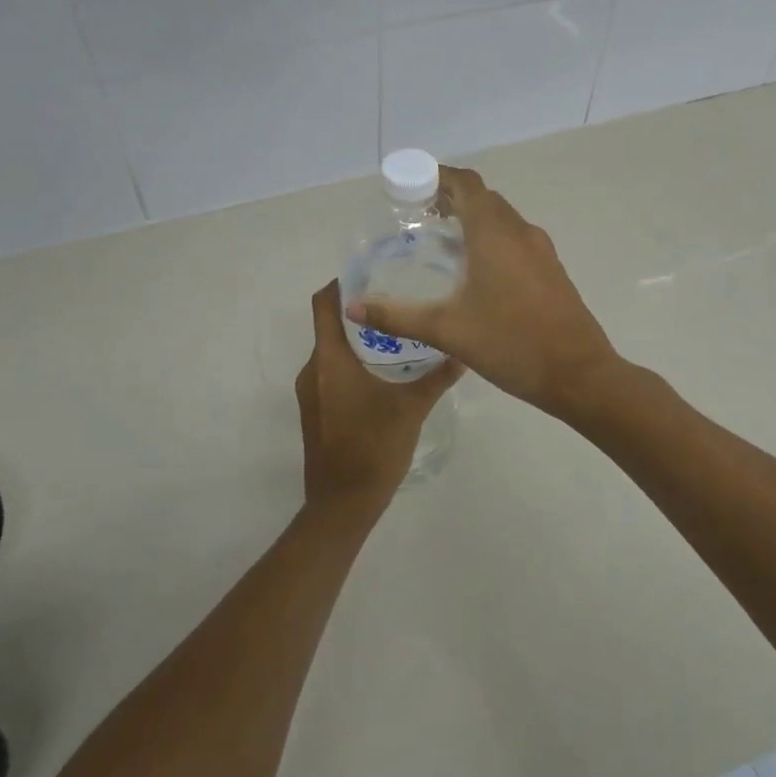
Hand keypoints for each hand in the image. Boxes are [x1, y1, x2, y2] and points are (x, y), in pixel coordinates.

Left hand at [297, 281, 459, 515]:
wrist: (342, 504)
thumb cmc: (373, 448)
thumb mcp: (411, 408)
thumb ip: (437, 377)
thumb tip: (464, 351)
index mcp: (328, 360)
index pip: (323, 304)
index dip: (341, 283)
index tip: (371, 272)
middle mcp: (312, 369)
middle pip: (329, 326)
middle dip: (360, 312)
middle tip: (397, 299)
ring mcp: (310, 392)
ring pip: (332, 351)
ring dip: (358, 340)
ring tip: (397, 333)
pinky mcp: (315, 411)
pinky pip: (331, 373)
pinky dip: (352, 363)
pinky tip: (384, 371)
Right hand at [343, 166, 619, 419]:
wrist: (579, 375)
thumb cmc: (511, 344)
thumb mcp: (447, 330)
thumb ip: (397, 316)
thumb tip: (353, 307)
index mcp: (494, 234)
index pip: (466, 184)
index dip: (437, 177)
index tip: (409, 188)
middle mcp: (520, 232)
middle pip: (483, 198)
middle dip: (450, 199)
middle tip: (416, 218)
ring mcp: (541, 251)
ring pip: (502, 219)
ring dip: (472, 220)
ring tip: (439, 243)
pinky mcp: (551, 270)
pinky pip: (515, 240)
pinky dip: (491, 240)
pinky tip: (474, 273)